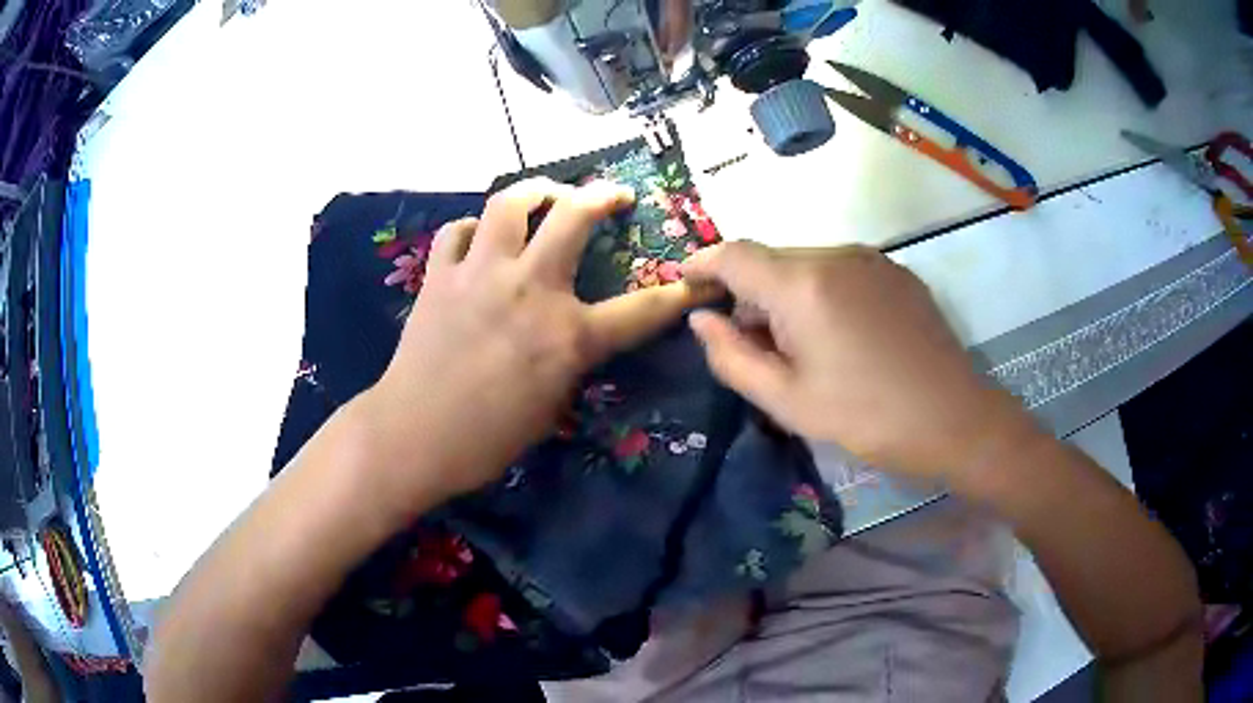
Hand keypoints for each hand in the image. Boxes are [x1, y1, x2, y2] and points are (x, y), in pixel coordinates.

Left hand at [362, 178, 700, 500]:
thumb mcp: (552, 406)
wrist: (414, 436)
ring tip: (544, 193)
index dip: (679, 293)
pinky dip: (472, 229)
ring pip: (509, 202)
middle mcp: (530, 289)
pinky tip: (477, 239)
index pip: (642, 309)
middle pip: (573, 215)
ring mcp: (480, 274)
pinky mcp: (440, 275)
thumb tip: (571, 335)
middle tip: (613, 194)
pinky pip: (458, 231)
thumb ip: (570, 360)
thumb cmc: (487, 439)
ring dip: (535, 190)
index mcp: (568, 335)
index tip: (699, 279)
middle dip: (602, 194)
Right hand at [683, 242, 1031, 481]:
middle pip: (771, 260)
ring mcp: (871, 259)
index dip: (702, 264)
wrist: (954, 418)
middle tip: (753, 345)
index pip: (733, 255)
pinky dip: (821, 293)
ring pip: (806, 264)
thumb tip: (701, 319)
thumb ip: (731, 356)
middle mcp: (834, 254)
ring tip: (802, 348)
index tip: (685, 283)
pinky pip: (840, 270)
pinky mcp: (896, 271)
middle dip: (749, 292)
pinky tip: (840, 337)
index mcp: (802, 285)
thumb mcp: (787, 401)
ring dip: (787, 294)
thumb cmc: (866, 418)